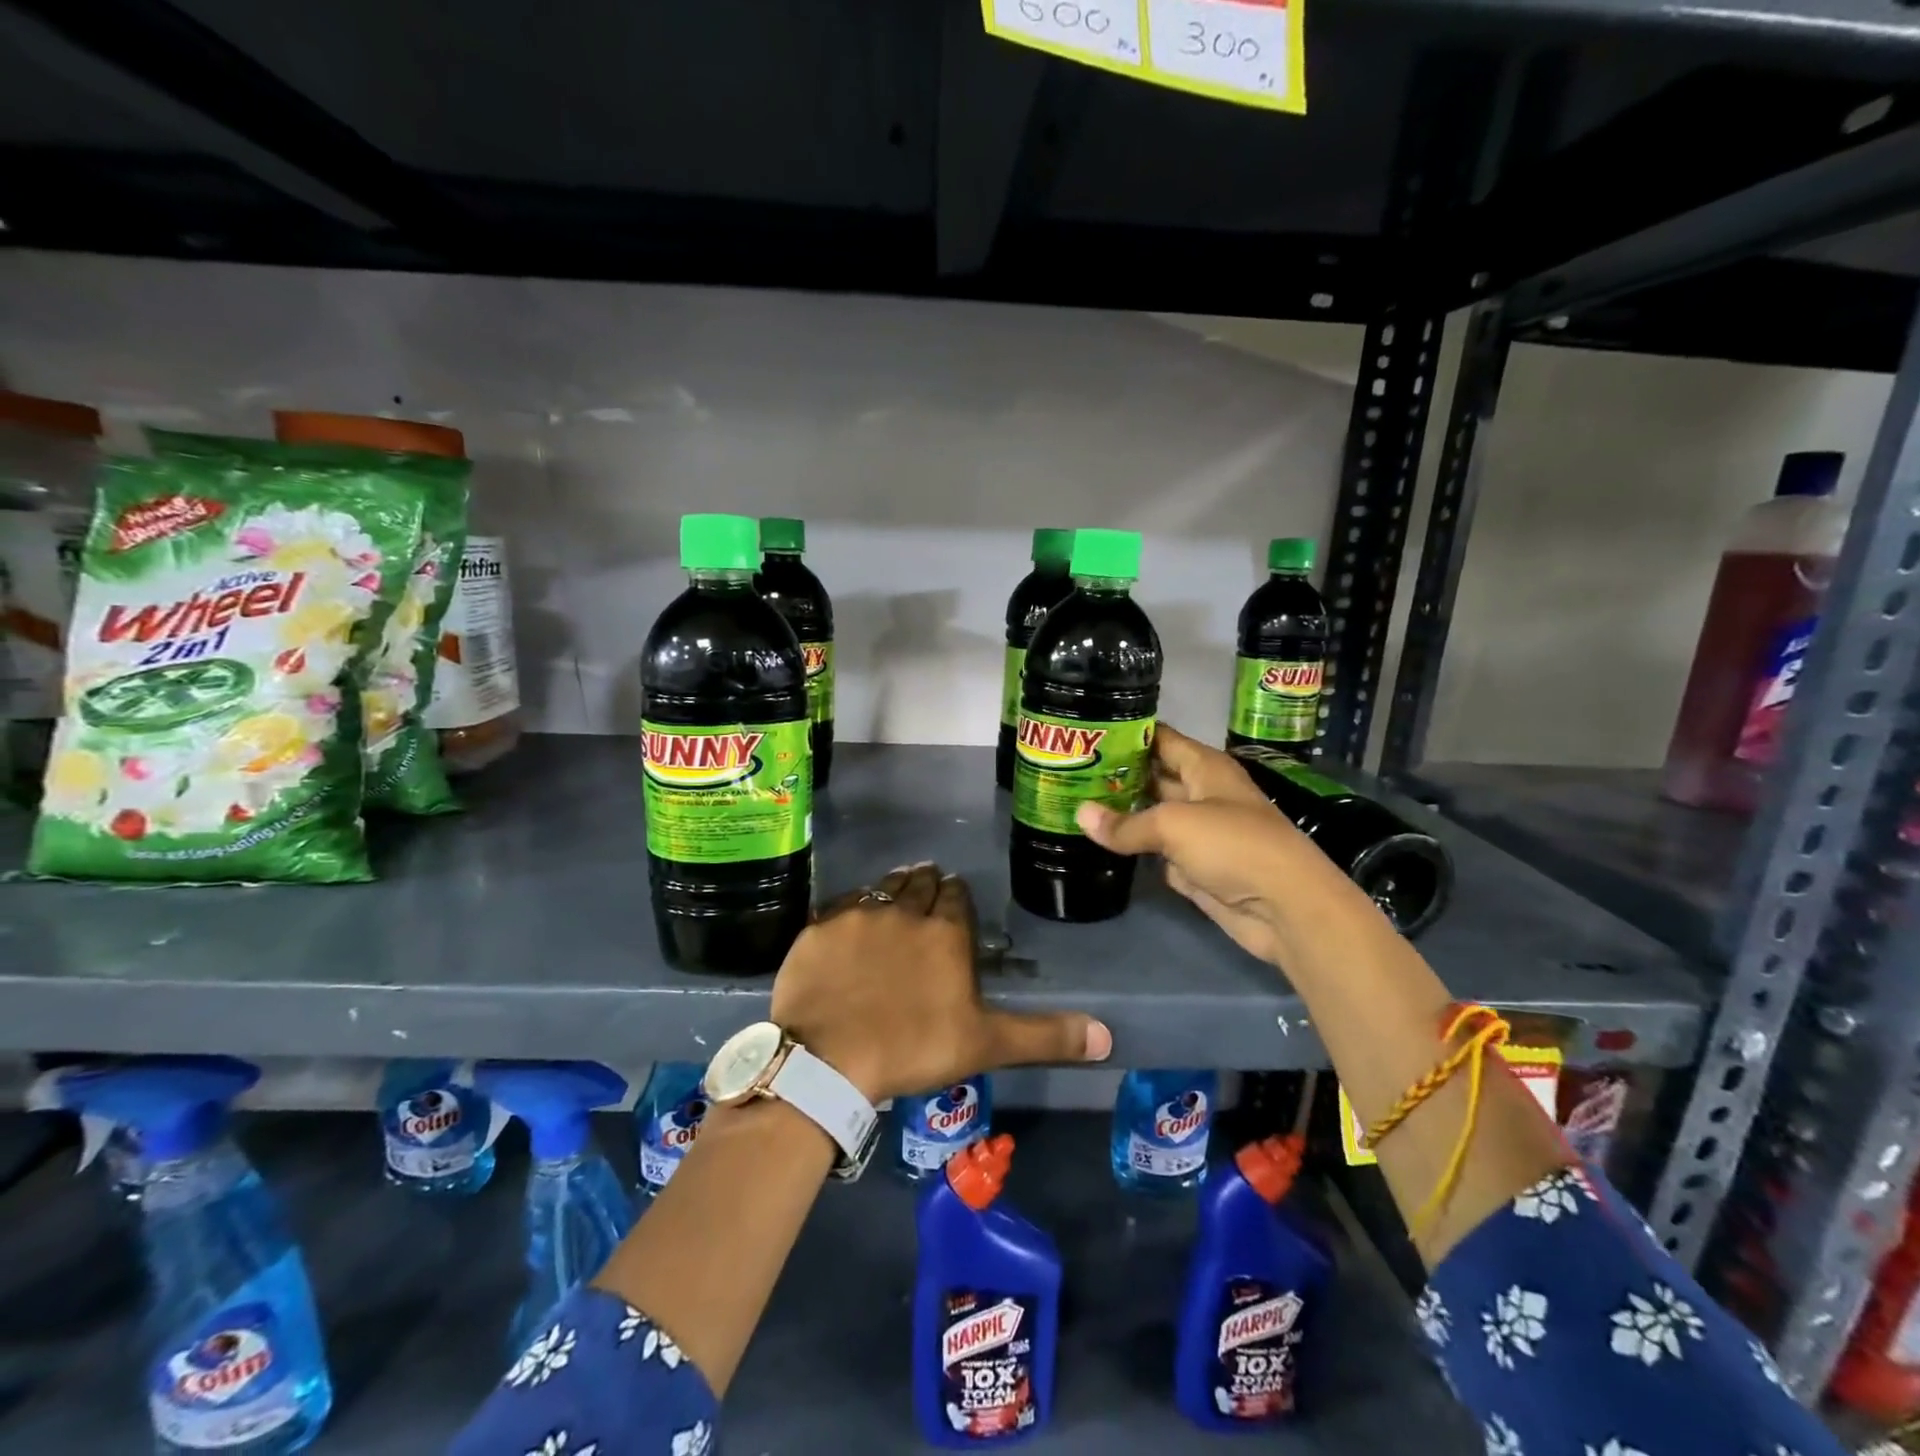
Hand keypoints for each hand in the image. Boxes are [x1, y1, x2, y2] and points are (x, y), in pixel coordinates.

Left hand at [769, 863, 1112, 1103]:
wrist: (828, 1058)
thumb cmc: (913, 1048)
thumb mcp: (985, 1044)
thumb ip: (1045, 1036)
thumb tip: (1107, 1035)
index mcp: (945, 932)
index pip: (956, 896)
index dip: (957, 895)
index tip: (955, 894)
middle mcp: (904, 910)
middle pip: (919, 884)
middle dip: (926, 883)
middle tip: (926, 885)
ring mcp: (858, 915)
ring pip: (881, 887)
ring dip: (892, 887)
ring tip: (896, 890)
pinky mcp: (819, 928)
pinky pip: (840, 905)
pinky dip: (850, 907)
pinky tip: (850, 917)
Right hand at [1075, 723, 1350, 966]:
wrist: (1284, 907)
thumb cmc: (1234, 845)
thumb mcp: (1174, 824)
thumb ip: (1126, 823)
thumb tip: (1080, 816)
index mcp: (1205, 768)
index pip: (1161, 739)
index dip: (1128, 734)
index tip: (1088, 733)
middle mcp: (1201, 794)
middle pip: (1153, 777)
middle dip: (1116, 775)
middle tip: (1068, 772)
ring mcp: (1198, 833)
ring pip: (1151, 816)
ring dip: (1120, 814)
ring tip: (1073, 804)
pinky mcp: (1195, 868)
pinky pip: (1155, 851)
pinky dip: (1133, 849)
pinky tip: (1099, 842)